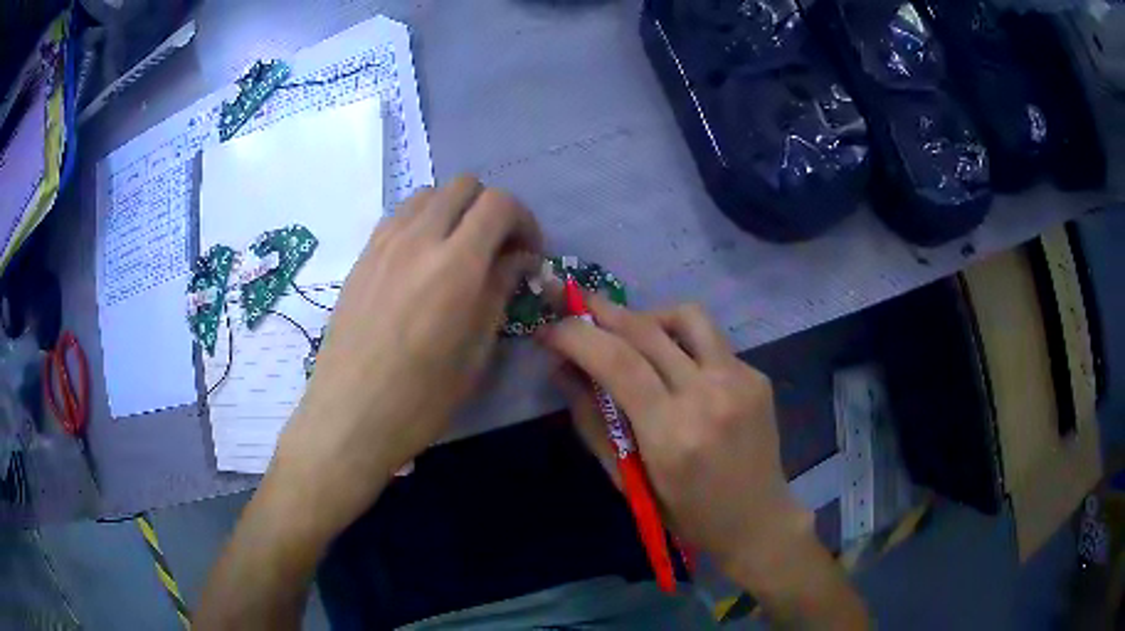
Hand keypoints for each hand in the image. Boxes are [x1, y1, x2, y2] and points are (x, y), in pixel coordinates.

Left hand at [272, 176, 541, 537]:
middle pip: (464, 186)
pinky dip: (421, 222)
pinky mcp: (362, 256)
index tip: (527, 252)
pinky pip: (398, 216)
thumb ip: (499, 291)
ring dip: (454, 212)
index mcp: (456, 265)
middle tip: (496, 249)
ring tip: (457, 252)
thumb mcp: (476, 351)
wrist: (350, 415)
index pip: (499, 204)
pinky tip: (421, 261)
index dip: (524, 220)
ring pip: (429, 195)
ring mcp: (384, 243)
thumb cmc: (420, 398)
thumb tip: (518, 259)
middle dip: (490, 209)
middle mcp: (418, 239)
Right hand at [537, 297, 809, 586]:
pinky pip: (711, 340)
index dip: (576, 336)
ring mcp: (740, 381)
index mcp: (672, 435)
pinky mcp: (758, 376)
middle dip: (603, 311)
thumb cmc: (685, 514)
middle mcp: (709, 397)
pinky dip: (681, 342)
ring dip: (649, 317)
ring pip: (687, 316)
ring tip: (631, 336)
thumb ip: (593, 421)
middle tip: (576, 306)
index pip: (618, 363)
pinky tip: (676, 368)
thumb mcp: (627, 481)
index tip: (550, 329)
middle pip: (647, 331)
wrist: (756, 520)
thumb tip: (563, 369)